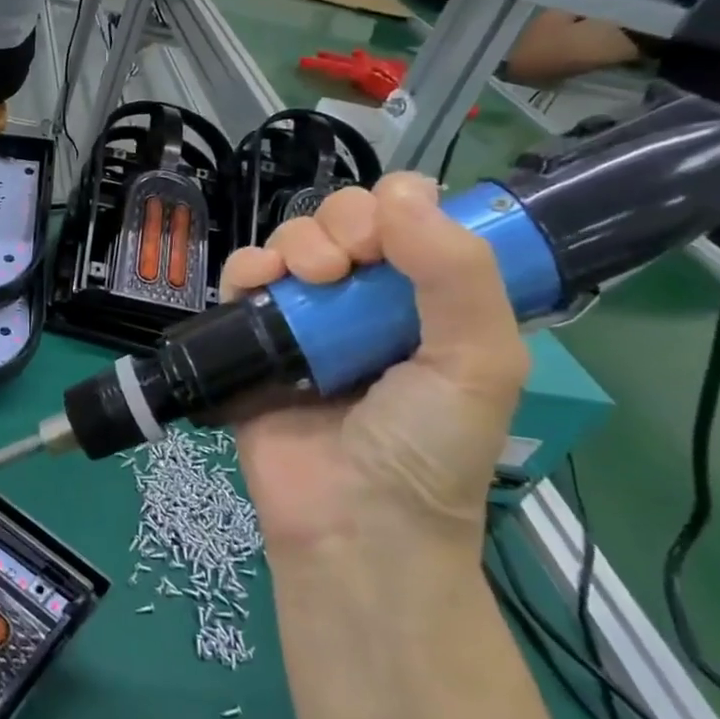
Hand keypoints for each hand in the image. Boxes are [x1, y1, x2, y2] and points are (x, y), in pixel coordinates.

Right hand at [220, 173, 529, 565]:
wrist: (351, 524)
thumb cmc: (427, 448)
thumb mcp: (479, 361)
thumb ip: (458, 272)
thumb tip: (401, 194)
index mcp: (428, 301)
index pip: (409, 219)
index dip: (395, 208)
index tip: (388, 238)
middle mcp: (365, 301)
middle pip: (343, 220)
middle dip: (341, 222)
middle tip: (345, 264)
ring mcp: (305, 320)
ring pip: (290, 241)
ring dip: (295, 241)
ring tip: (306, 279)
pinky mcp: (253, 341)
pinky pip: (240, 280)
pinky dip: (244, 267)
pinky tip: (259, 285)